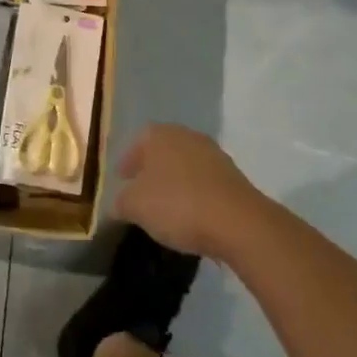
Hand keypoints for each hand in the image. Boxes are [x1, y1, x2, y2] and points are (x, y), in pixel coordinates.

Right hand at [115, 125, 266, 261]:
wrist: (237, 222)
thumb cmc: (177, 204)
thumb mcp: (135, 206)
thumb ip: (121, 202)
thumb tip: (118, 204)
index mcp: (160, 135)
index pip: (137, 142)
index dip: (127, 162)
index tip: (121, 180)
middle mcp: (187, 136)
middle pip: (163, 152)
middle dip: (151, 171)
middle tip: (141, 193)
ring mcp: (214, 155)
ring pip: (185, 167)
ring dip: (175, 183)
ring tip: (165, 208)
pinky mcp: (233, 178)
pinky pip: (204, 184)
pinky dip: (194, 195)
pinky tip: (190, 216)